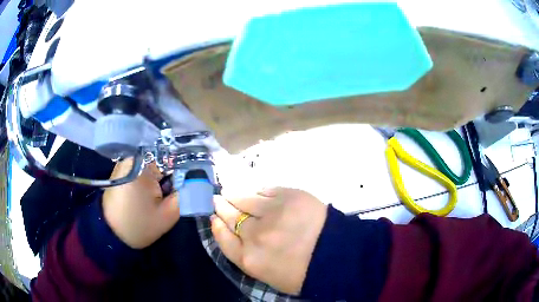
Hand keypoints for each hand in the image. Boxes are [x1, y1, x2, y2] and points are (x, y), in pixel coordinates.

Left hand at [103, 159, 179, 248]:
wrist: (110, 235)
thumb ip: (186, 195)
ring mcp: (124, 164)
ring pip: (151, 167)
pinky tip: (147, 197)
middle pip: (161, 161)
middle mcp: (131, 158)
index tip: (184, 189)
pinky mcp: (120, 172)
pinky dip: (148, 182)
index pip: (172, 159)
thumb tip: (198, 181)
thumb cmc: (138, 226)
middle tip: (170, 197)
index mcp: (142, 165)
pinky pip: (141, 171)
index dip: (182, 174)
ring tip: (158, 199)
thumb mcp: (168, 215)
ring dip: (159, 180)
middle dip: (170, 178)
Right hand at [211, 187, 326, 294]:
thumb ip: (243, 254)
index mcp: (250, 259)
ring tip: (231, 193)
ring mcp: (272, 213)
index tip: (214, 217)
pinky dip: (257, 192)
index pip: (222, 237)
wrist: (336, 255)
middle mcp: (255, 235)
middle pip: (230, 215)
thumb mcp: (265, 274)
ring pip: (244, 198)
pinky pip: (264, 190)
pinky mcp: (289, 196)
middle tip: (219, 200)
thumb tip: (226, 228)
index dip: (217, 225)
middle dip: (222, 206)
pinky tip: (256, 193)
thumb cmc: (301, 271)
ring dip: (235, 195)